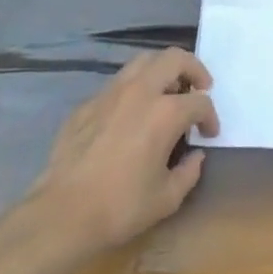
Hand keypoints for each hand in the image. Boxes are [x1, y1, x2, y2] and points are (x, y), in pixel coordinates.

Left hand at [31, 47, 219, 254]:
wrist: (61, 214)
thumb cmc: (120, 207)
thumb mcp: (167, 198)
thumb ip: (189, 172)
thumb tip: (195, 156)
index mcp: (165, 113)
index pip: (200, 102)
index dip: (210, 117)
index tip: (209, 134)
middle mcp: (140, 92)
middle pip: (175, 59)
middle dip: (194, 70)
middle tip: (199, 89)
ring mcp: (110, 94)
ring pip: (143, 61)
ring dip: (162, 71)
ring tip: (166, 93)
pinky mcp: (87, 104)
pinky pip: (118, 84)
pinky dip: (133, 89)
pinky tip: (130, 115)